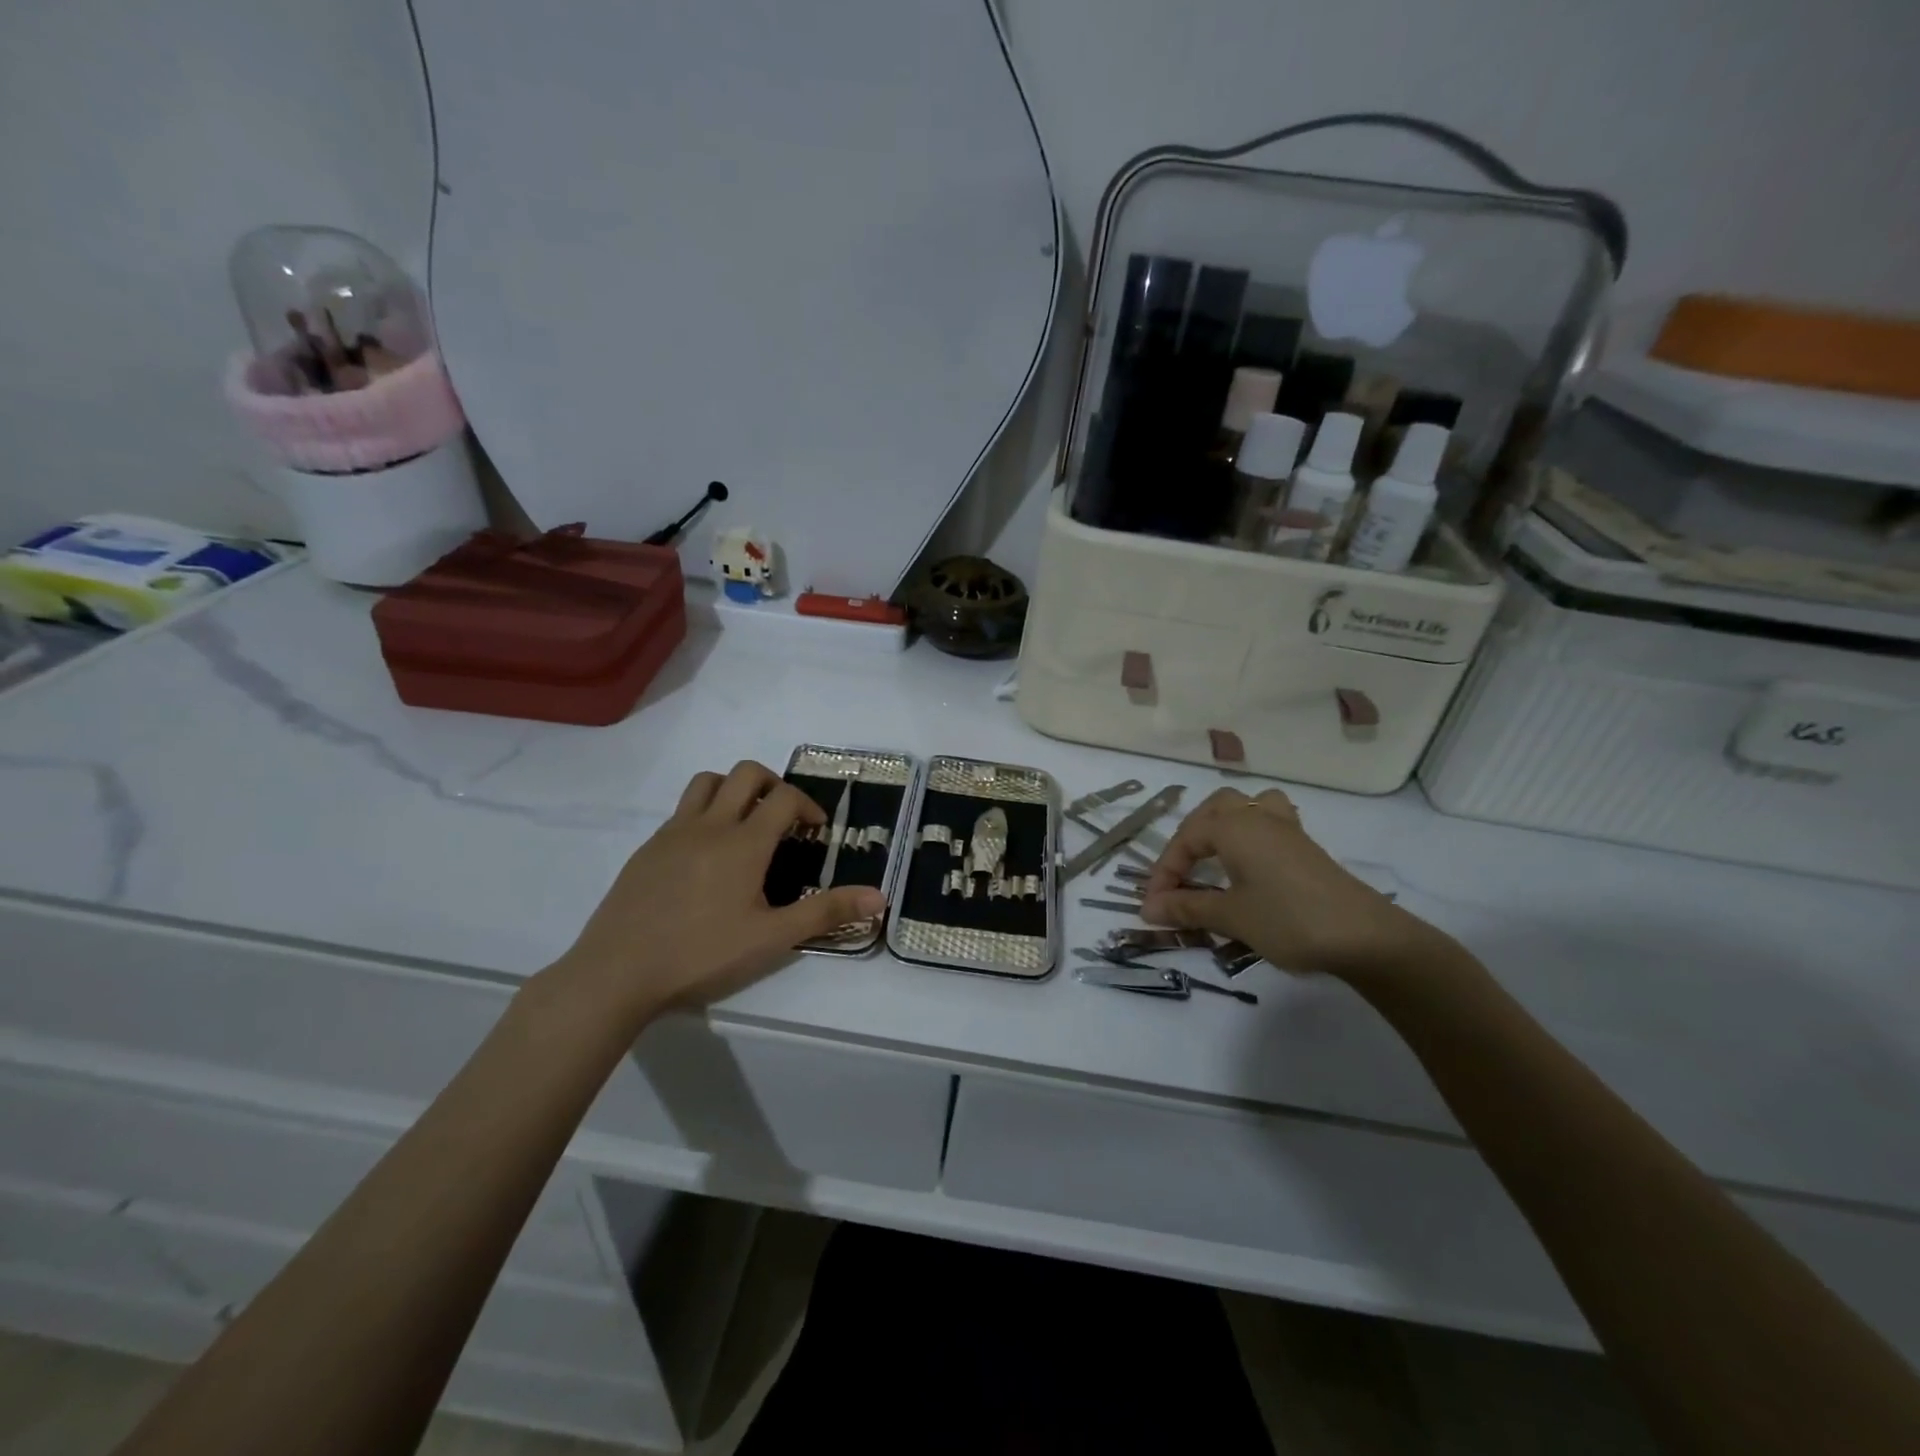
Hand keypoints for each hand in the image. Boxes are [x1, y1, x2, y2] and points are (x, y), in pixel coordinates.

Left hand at [545, 762, 884, 1024]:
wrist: (617, 973)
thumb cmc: (702, 954)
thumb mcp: (772, 938)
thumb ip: (826, 912)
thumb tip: (881, 897)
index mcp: (744, 842)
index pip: (784, 797)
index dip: (808, 805)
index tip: (816, 831)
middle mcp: (709, 824)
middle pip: (746, 773)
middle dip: (774, 785)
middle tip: (784, 819)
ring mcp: (673, 833)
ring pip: (707, 782)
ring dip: (734, 789)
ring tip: (745, 824)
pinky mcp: (647, 849)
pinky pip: (682, 810)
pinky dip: (704, 813)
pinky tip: (705, 856)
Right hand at [1141, 788, 1456, 982]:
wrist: (1365, 937)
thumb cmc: (1288, 920)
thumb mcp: (1231, 916)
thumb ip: (1187, 908)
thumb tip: (1148, 908)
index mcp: (1235, 826)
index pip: (1185, 839)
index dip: (1164, 873)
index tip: (1153, 907)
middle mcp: (1258, 817)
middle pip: (1216, 809)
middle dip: (1191, 837)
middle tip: (1183, 873)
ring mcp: (1287, 830)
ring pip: (1249, 808)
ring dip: (1226, 825)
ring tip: (1216, 855)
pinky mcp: (1306, 848)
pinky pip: (1270, 824)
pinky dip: (1251, 836)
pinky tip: (1250, 865)